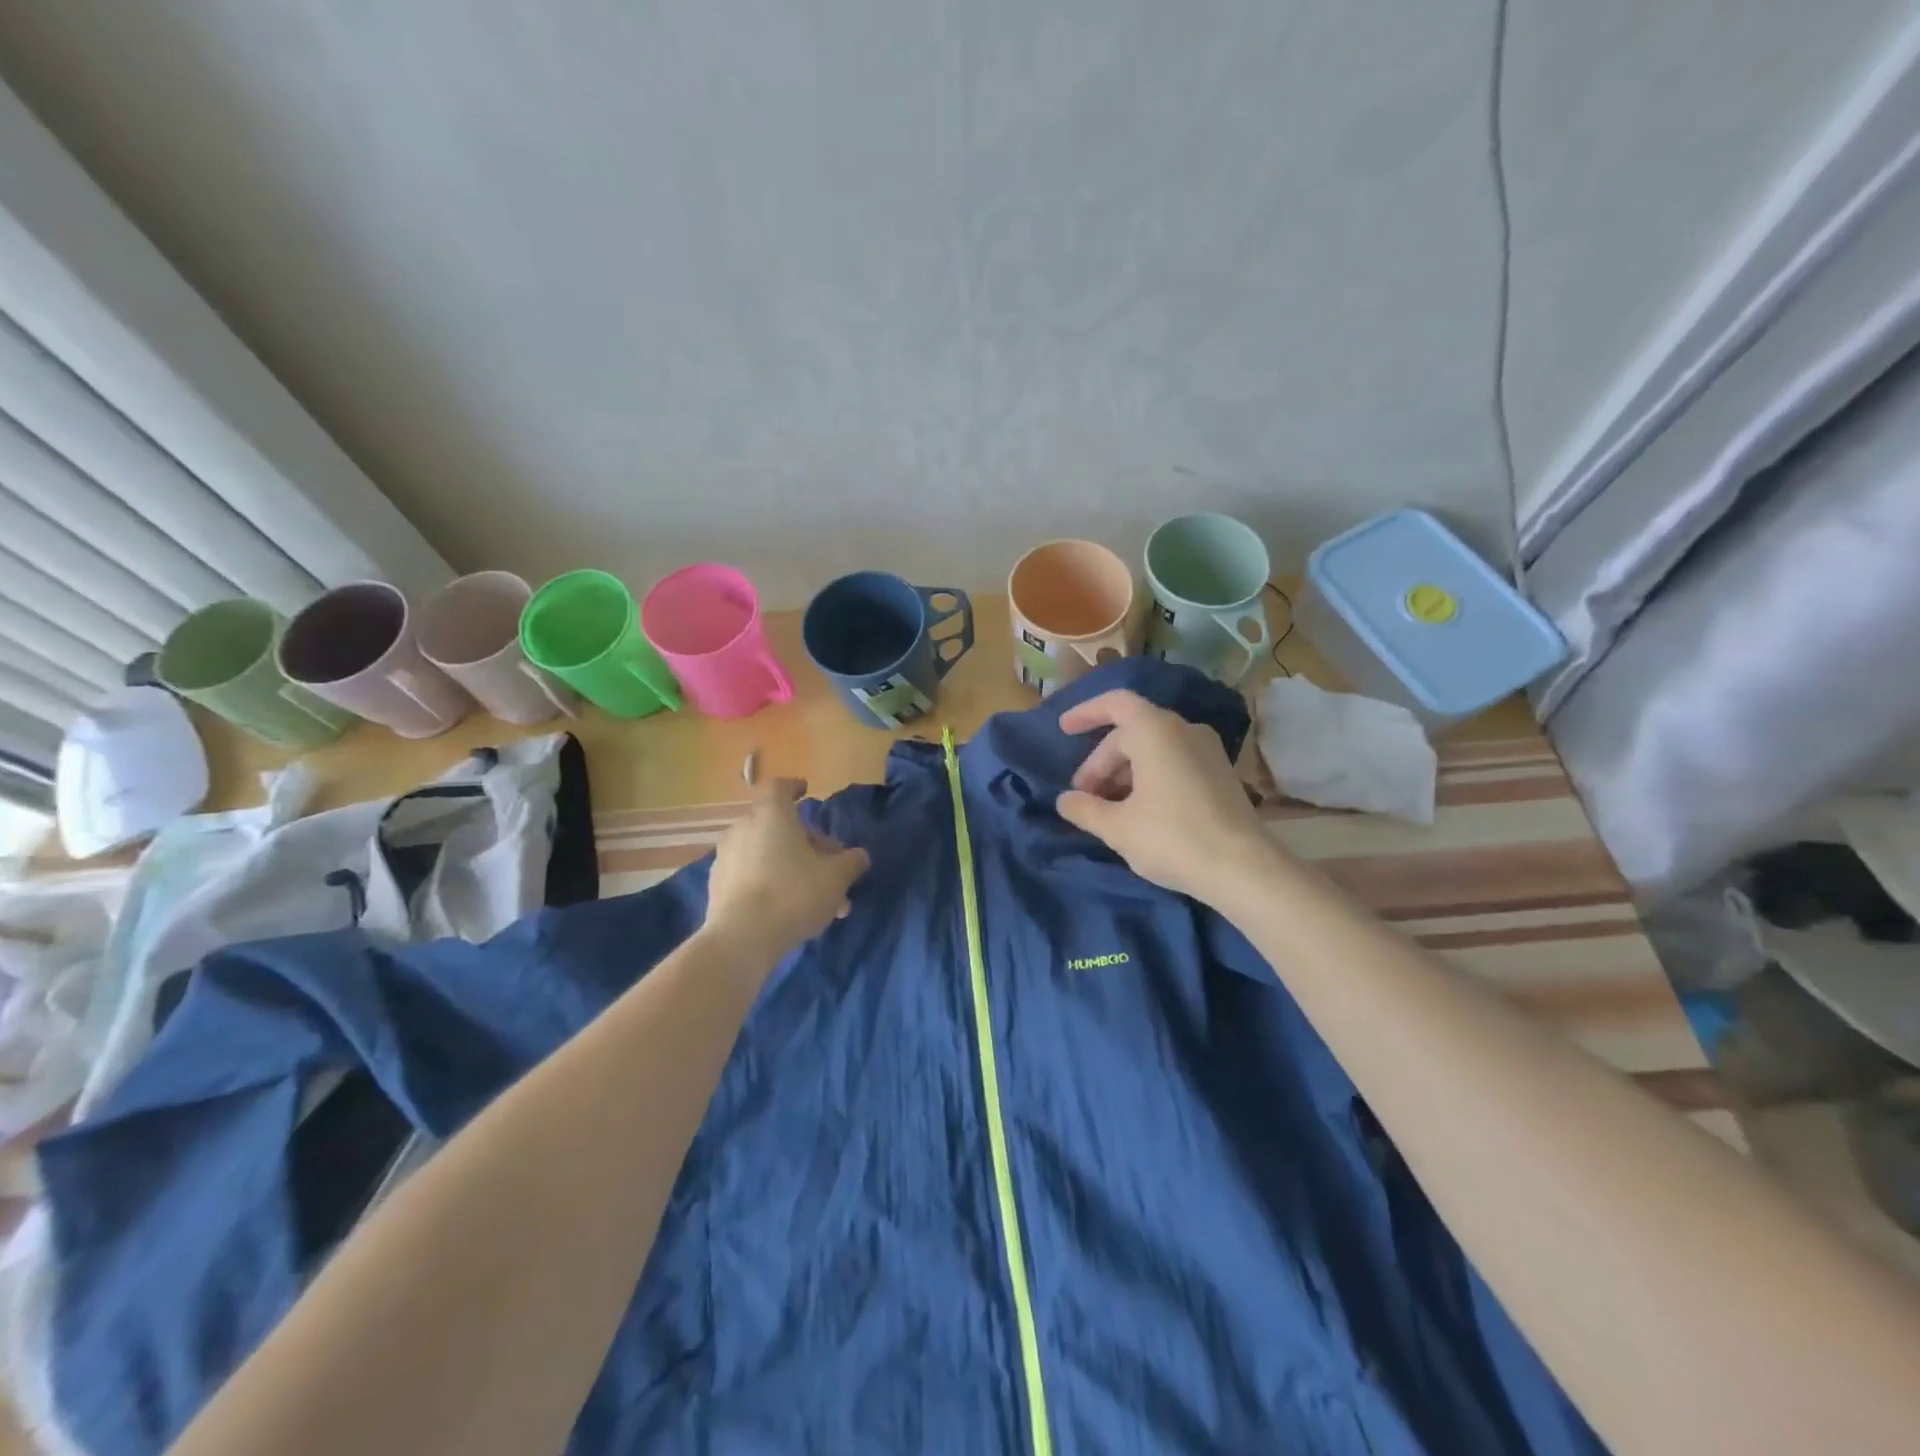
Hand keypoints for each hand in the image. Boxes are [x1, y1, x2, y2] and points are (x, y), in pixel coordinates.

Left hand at [703, 779, 869, 962]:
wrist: (741, 939)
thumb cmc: (794, 894)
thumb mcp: (836, 878)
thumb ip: (851, 862)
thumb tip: (859, 856)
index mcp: (771, 815)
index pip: (778, 787)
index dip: (793, 787)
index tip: (806, 792)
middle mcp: (743, 828)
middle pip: (776, 825)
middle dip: (805, 842)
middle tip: (828, 865)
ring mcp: (726, 857)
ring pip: (765, 853)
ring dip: (789, 866)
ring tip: (815, 896)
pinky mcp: (717, 886)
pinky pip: (750, 874)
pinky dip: (769, 882)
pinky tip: (788, 908)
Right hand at [1055, 689, 1273, 900]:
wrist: (1244, 869)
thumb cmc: (1172, 838)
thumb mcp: (1116, 827)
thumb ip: (1084, 809)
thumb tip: (1065, 800)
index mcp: (1155, 731)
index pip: (1115, 704)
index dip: (1086, 713)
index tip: (1063, 730)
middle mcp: (1184, 730)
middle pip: (1130, 733)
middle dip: (1101, 762)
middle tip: (1083, 797)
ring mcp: (1207, 751)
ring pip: (1153, 749)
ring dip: (1124, 773)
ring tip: (1107, 808)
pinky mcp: (1221, 774)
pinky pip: (1174, 762)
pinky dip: (1149, 777)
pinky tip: (1138, 812)